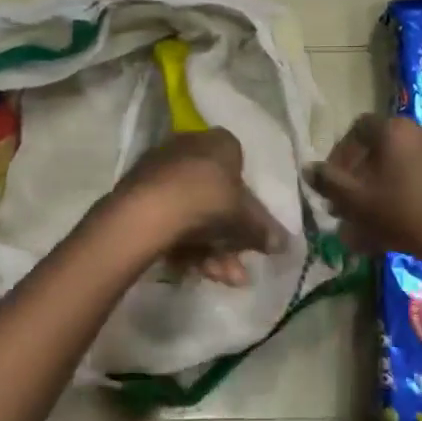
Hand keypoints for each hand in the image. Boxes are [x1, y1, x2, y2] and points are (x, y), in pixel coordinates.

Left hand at [111, 128, 287, 286]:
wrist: (147, 213)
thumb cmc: (208, 202)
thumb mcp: (245, 220)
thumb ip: (264, 231)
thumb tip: (283, 244)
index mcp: (219, 142)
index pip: (239, 166)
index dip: (247, 203)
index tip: (248, 231)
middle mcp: (189, 147)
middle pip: (215, 198)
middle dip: (228, 240)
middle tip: (235, 269)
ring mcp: (160, 170)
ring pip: (192, 213)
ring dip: (209, 250)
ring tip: (217, 278)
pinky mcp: (138, 193)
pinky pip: (169, 219)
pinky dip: (182, 245)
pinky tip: (189, 271)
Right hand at [306, 114, 421, 257]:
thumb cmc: (401, 211)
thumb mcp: (355, 200)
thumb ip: (328, 181)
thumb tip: (308, 168)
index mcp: (393, 130)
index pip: (357, 129)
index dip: (340, 154)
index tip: (333, 182)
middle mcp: (420, 131)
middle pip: (380, 150)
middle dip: (360, 177)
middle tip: (349, 206)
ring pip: (400, 167)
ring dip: (381, 188)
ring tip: (371, 221)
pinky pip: (421, 178)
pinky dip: (405, 194)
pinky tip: (398, 223)